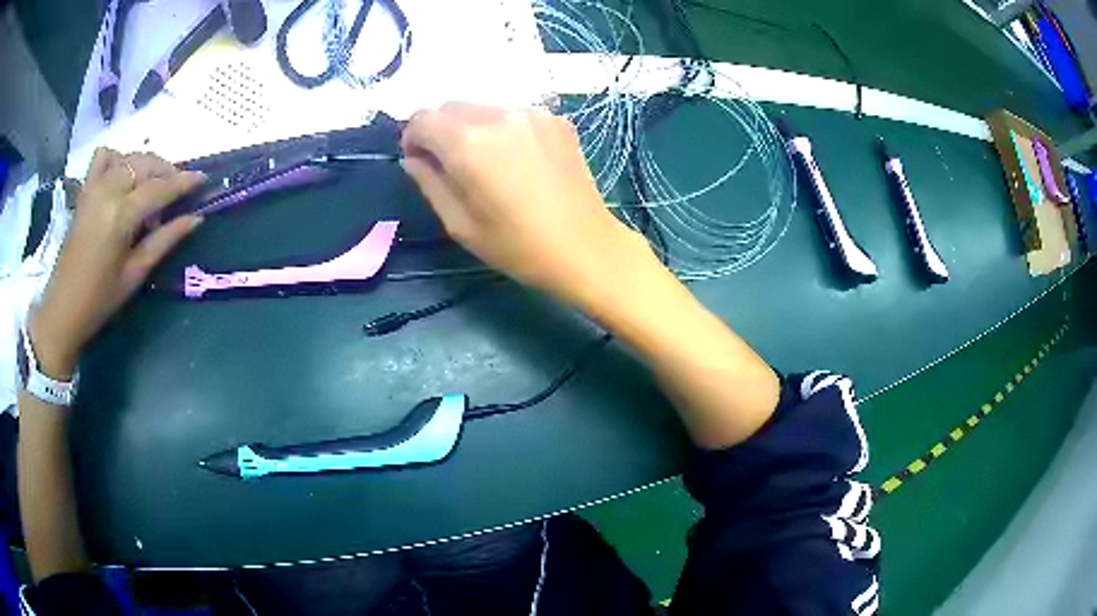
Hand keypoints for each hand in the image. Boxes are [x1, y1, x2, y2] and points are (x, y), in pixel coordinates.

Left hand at [28, 149, 204, 378]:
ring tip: (153, 183)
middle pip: (145, 164)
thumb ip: (164, 241)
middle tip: (178, 188)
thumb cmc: (99, 301)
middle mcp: (108, 192)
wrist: (62, 308)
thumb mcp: (134, 275)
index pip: (160, 188)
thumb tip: (195, 219)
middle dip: (167, 170)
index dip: (184, 182)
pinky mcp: (84, 191)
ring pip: (128, 157)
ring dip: (146, 164)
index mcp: (121, 216)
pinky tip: (122, 174)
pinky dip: (117, 158)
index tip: (203, 179)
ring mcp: (94, 188)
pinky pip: (103, 157)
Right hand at [400, 103, 652, 308]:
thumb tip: (413, 158)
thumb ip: (429, 182)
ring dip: (471, 127)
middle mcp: (497, 116)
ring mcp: (531, 113)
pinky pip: (514, 113)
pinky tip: (517, 159)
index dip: (412, 137)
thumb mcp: (459, 224)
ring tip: (486, 162)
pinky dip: (503, 128)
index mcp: (467, 143)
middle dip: (441, 130)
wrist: (585, 247)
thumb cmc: (517, 246)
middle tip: (450, 164)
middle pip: (451, 106)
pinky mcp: (555, 119)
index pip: (422, 118)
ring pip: (483, 106)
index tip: (419, 161)